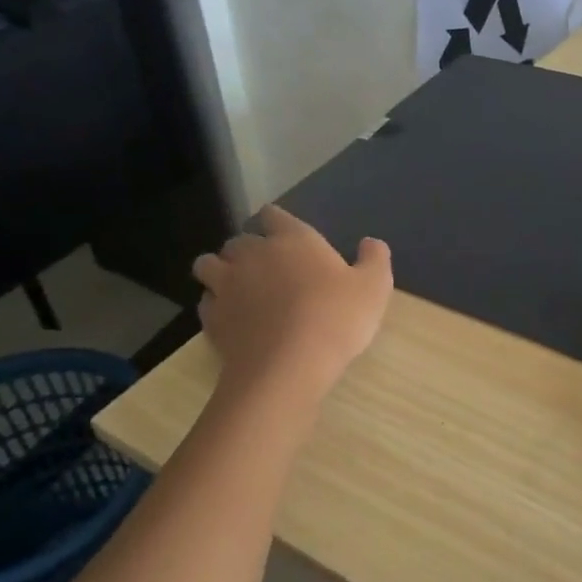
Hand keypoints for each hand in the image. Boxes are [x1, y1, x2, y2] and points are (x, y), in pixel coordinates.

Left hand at [191, 206, 393, 398]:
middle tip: (267, 267)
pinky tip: (232, 317)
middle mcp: (253, 254)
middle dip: (249, 249)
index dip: (277, 222)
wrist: (289, 366)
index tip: (284, 234)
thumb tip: (370, 243)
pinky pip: (206, 301)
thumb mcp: (374, 288)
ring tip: (238, 287)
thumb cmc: (336, 318)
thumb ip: (374, 259)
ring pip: (208, 264)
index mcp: (293, 239)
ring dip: (220, 270)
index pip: (274, 215)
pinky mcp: (212, 317)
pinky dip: (216, 305)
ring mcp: (226, 285)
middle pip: (239, 239)